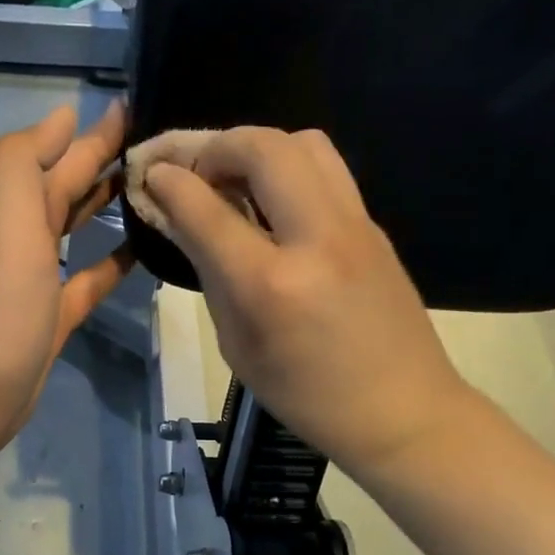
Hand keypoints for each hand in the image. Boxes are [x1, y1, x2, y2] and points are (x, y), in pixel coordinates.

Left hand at [0, 102, 132, 460]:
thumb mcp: (3, 230)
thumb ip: (21, 166)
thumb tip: (62, 116)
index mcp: (11, 212)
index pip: (56, 157)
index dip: (91, 133)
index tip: (135, 108)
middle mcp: (21, 238)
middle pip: (66, 187)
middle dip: (104, 161)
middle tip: (157, 144)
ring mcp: (35, 280)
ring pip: (75, 227)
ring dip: (105, 204)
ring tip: (152, 188)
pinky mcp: (51, 318)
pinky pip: (87, 279)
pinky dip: (110, 261)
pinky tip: (139, 250)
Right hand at [144, 127, 471, 481]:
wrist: (403, 411)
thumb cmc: (307, 395)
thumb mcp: (238, 344)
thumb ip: (207, 271)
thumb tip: (177, 217)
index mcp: (270, 284)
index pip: (206, 207)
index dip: (169, 180)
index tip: (151, 173)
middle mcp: (316, 239)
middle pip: (262, 148)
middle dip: (214, 145)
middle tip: (195, 172)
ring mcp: (354, 225)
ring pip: (303, 142)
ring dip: (257, 148)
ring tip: (235, 179)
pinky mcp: (373, 225)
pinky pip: (326, 168)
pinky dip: (288, 167)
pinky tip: (273, 202)